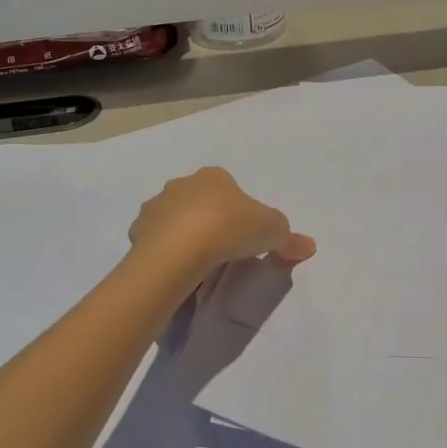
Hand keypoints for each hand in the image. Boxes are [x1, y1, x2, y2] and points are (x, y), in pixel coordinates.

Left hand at [129, 167, 315, 275]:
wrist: (181, 249)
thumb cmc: (230, 228)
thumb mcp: (272, 232)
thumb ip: (289, 239)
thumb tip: (308, 246)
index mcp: (214, 177)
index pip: (227, 187)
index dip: (236, 210)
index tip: (242, 234)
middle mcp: (181, 184)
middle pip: (197, 201)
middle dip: (206, 220)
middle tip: (221, 250)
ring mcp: (156, 206)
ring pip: (172, 219)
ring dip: (181, 235)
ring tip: (196, 264)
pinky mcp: (138, 232)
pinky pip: (153, 241)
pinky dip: (163, 252)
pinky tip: (175, 270)